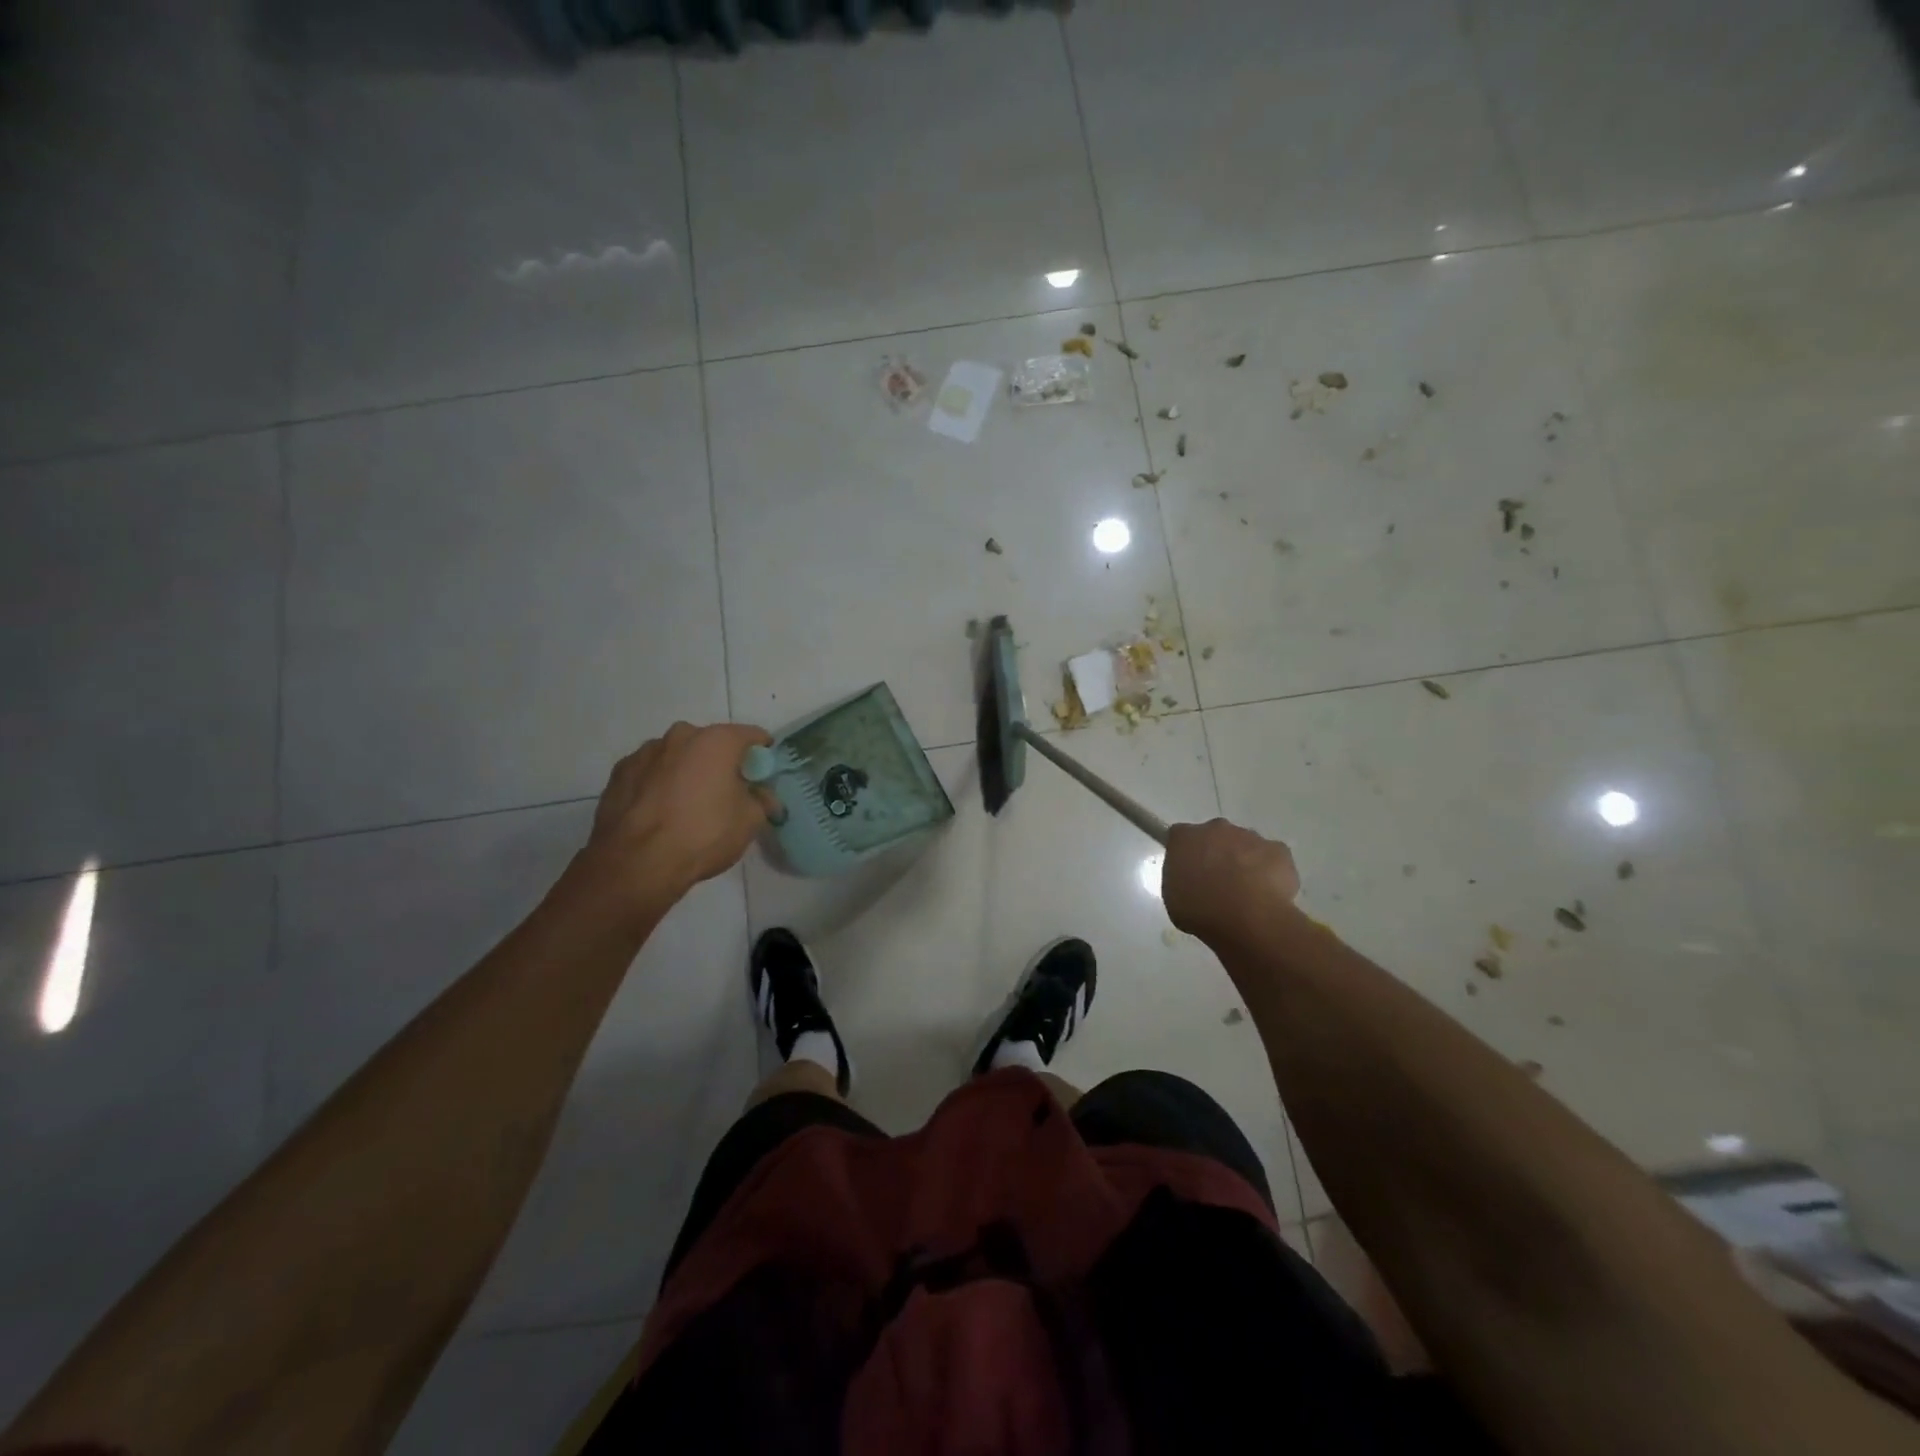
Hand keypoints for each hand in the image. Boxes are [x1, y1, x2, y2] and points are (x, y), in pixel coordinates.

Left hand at [583, 722, 774, 905]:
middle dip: (721, 763)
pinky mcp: (619, 774)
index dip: (762, 755)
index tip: (763, 776)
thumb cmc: (703, 834)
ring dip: (687, 772)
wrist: (636, 863)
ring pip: (677, 757)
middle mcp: (680, 736)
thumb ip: (762, 801)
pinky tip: (661, 813)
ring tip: (688, 807)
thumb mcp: (749, 821)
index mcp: (716, 740)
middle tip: (726, 793)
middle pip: (711, 744)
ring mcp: (644, 753)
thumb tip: (763, 796)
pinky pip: (650, 773)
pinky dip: (659, 785)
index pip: (752, 736)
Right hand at [1162, 819, 1299, 941]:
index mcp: (1185, 837)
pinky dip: (1269, 871)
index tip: (1187, 873)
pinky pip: (1271, 858)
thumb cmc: (1201, 910)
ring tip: (1245, 894)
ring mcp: (1250, 837)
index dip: (1184, 854)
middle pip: (1214, 836)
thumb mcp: (1172, 899)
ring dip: (1243, 862)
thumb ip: (1180, 880)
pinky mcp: (1278, 850)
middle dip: (1216, 854)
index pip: (1180, 837)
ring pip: (1244, 846)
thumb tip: (1191, 880)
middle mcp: (1216, 828)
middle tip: (1216, 884)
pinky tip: (1266, 894)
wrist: (1248, 919)